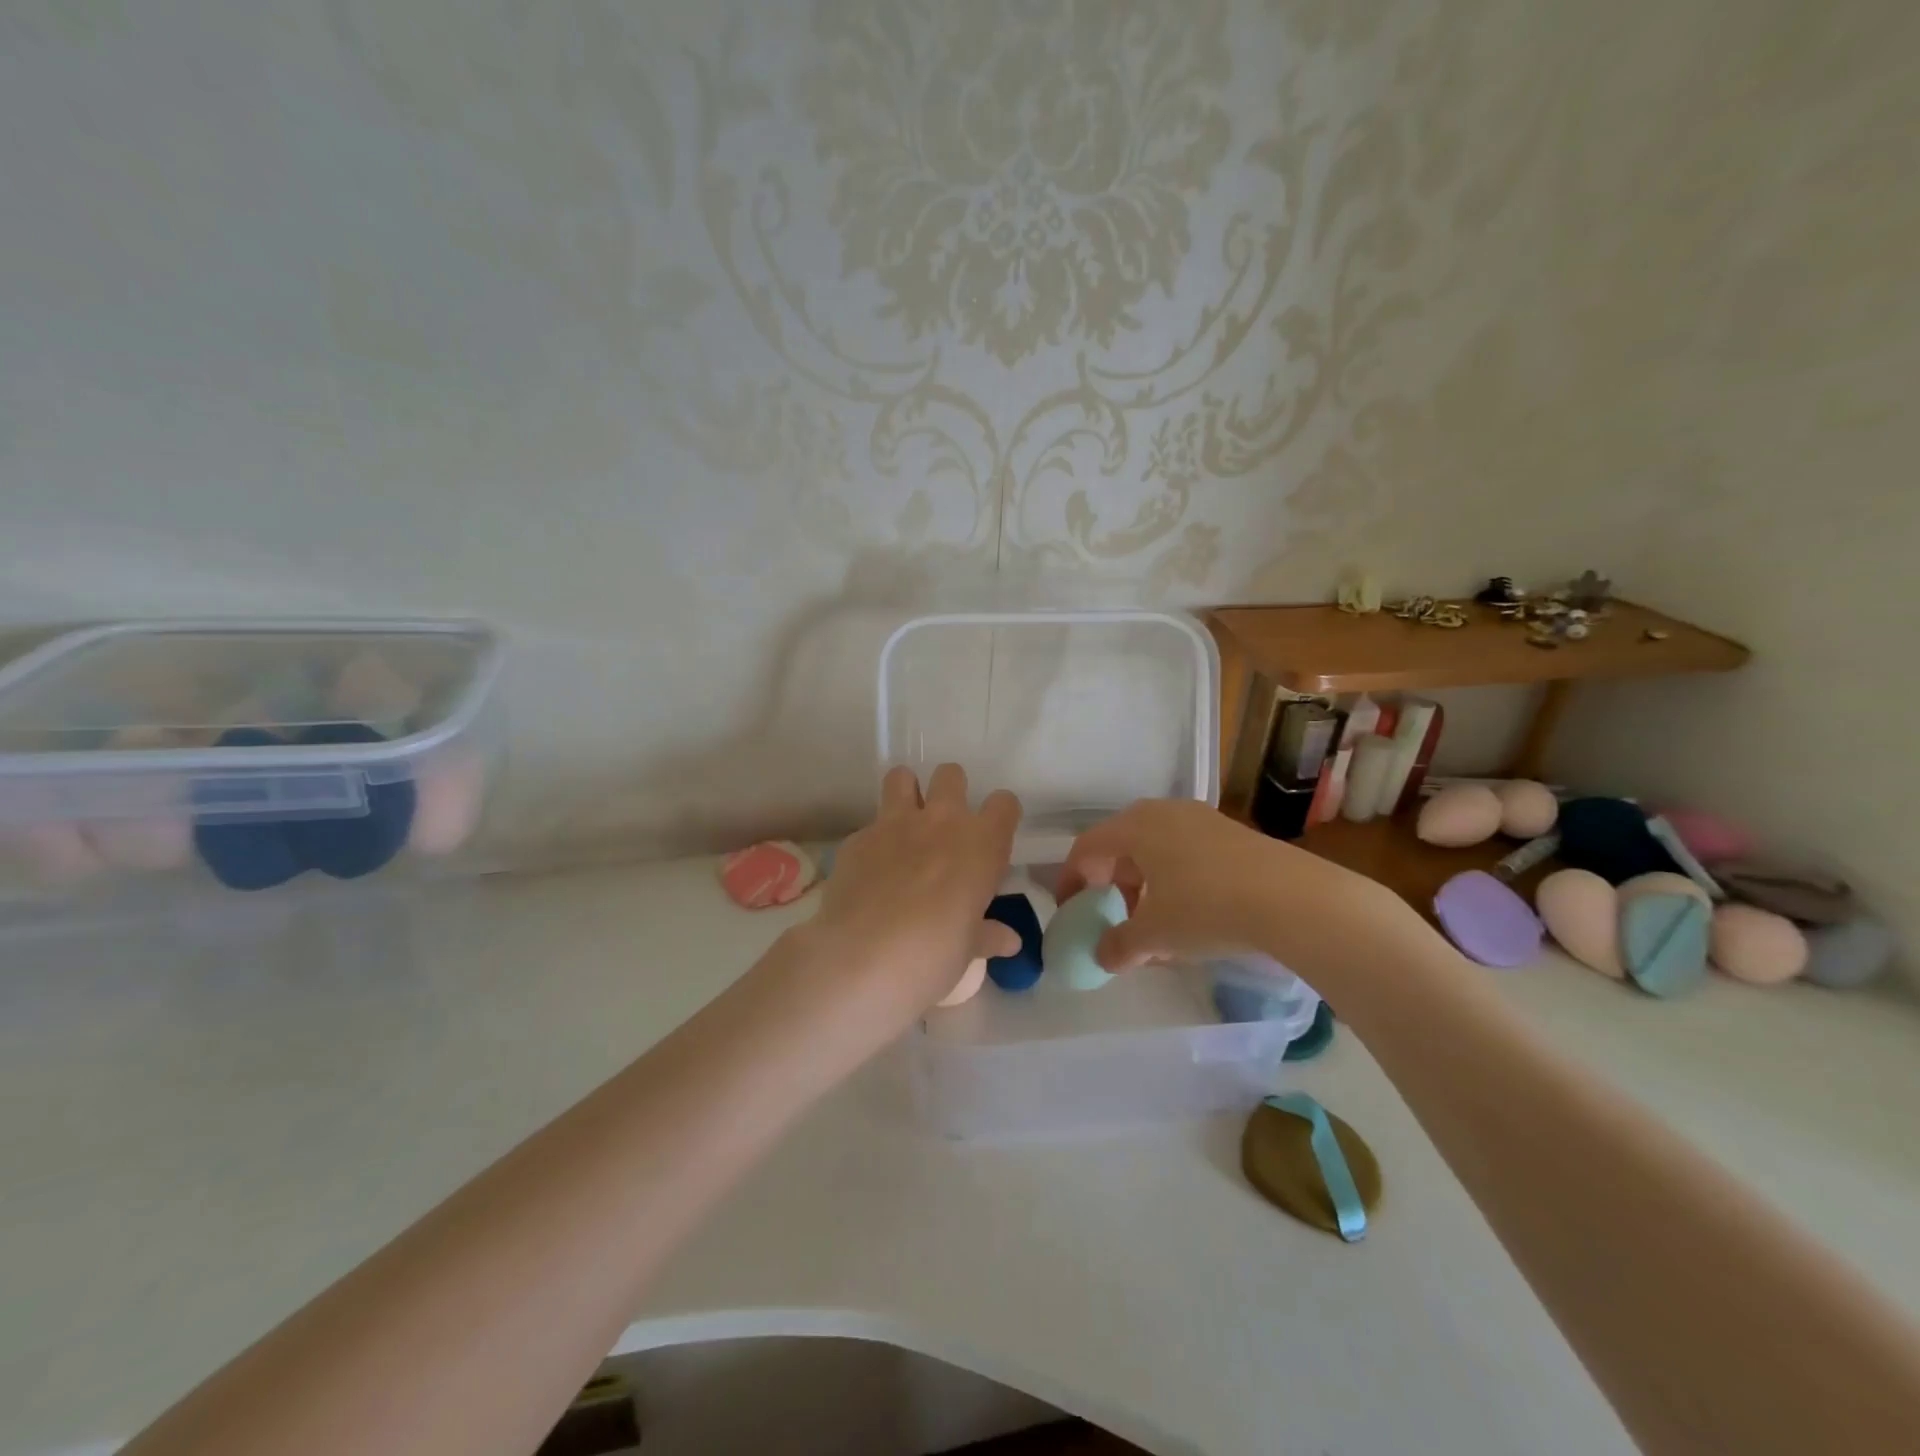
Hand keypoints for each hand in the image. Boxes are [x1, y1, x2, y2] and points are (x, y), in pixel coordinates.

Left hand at [801, 764, 1021, 1027]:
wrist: (863, 957)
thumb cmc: (933, 955)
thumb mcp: (967, 951)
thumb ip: (987, 935)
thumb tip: (1009, 940)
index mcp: (981, 845)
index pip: (1004, 804)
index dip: (1000, 816)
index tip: (993, 836)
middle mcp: (942, 821)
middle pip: (951, 775)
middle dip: (950, 791)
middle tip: (945, 826)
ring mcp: (895, 824)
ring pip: (902, 777)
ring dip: (906, 793)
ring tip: (904, 825)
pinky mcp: (857, 838)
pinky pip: (869, 826)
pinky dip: (872, 842)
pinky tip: (869, 872)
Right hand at [1058, 798, 1397, 974]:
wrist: (1294, 899)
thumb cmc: (1207, 908)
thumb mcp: (1156, 934)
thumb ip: (1120, 945)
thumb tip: (1103, 956)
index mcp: (1135, 826)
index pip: (1087, 848)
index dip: (1071, 879)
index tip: (1070, 910)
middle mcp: (1164, 812)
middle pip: (1122, 847)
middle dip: (1112, 886)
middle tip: (1112, 917)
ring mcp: (1201, 820)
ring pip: (1157, 852)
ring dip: (1145, 888)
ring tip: (1153, 927)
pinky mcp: (1232, 834)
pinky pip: (1186, 855)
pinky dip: (1175, 883)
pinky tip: (1190, 919)